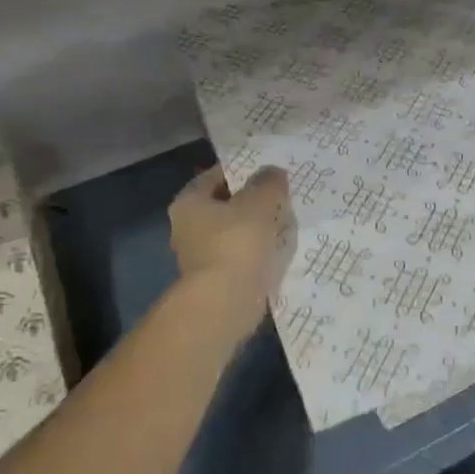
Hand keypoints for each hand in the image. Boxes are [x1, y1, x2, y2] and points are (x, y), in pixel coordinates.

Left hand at [169, 165, 293, 327]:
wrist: (226, 302)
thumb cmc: (237, 243)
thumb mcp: (259, 203)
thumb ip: (268, 183)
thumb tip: (272, 172)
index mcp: (189, 202)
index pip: (216, 176)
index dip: (243, 171)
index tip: (270, 172)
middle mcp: (187, 227)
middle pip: (225, 206)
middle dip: (252, 202)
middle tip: (282, 196)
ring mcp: (201, 256)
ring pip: (235, 233)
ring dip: (257, 229)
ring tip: (287, 223)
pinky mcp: (217, 280)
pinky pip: (242, 257)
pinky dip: (258, 253)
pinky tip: (280, 251)